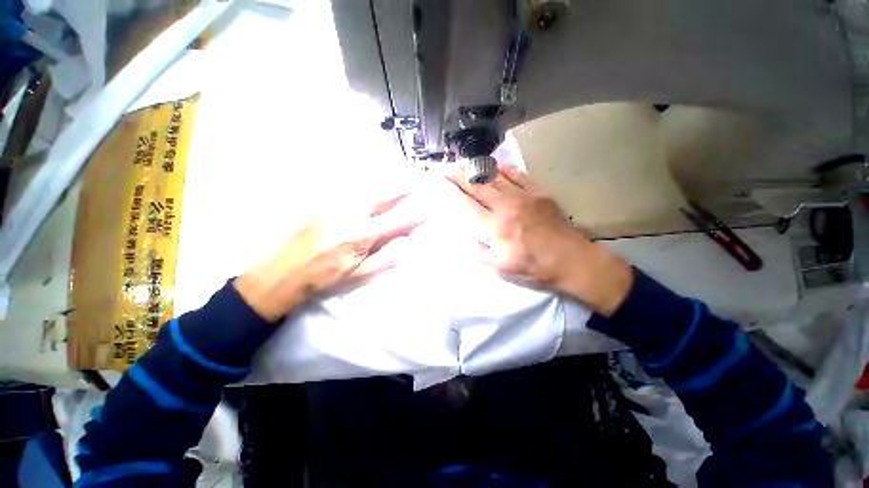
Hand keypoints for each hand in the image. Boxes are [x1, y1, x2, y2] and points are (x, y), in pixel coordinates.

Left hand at [233, 193, 420, 321]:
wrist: (284, 270)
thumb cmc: (326, 277)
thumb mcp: (359, 275)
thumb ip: (386, 258)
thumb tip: (408, 243)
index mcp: (362, 236)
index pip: (396, 221)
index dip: (414, 215)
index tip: (426, 208)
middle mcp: (350, 215)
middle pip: (382, 196)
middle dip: (401, 187)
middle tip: (415, 179)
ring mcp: (334, 205)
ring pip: (365, 186)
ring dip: (384, 181)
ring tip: (398, 176)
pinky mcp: (321, 201)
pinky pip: (346, 185)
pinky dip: (362, 181)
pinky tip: (368, 180)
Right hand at [446, 164, 633, 316]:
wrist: (572, 261)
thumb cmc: (533, 268)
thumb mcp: (499, 268)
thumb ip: (478, 251)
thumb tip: (463, 236)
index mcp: (495, 228)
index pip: (466, 205)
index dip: (451, 192)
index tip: (440, 183)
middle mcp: (506, 208)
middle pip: (478, 186)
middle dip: (459, 176)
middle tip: (447, 169)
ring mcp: (524, 197)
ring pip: (495, 177)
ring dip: (477, 170)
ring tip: (464, 165)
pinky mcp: (539, 193)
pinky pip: (517, 175)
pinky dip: (503, 169)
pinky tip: (494, 166)